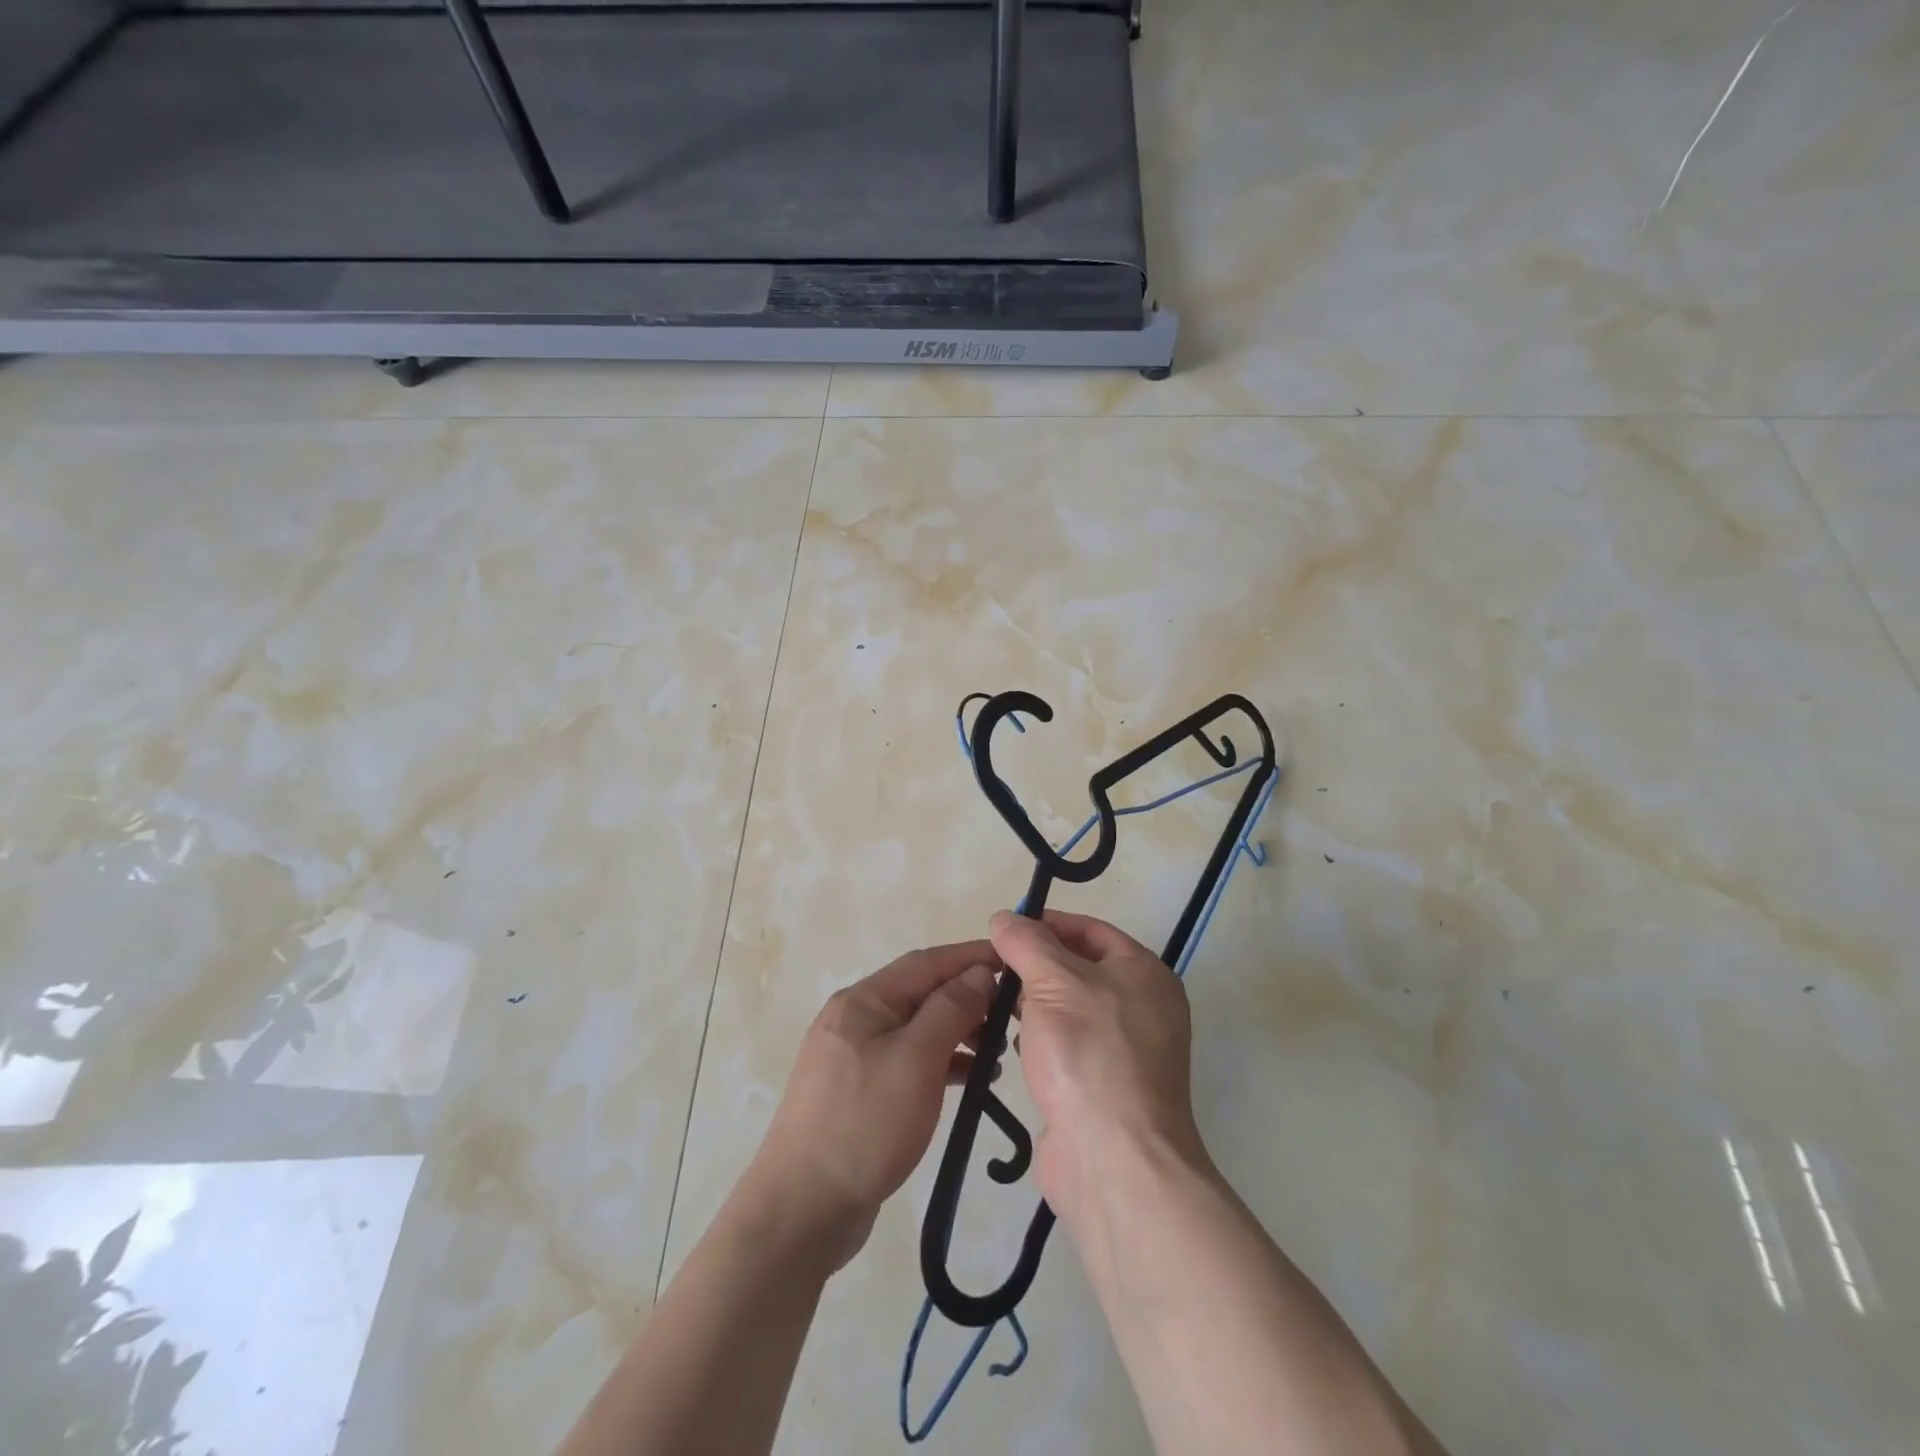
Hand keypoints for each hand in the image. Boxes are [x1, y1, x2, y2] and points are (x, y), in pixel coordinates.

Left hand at [752, 942, 999, 1269]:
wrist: (803, 1210)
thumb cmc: (865, 1122)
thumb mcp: (916, 1059)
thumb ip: (950, 1009)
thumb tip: (977, 973)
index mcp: (864, 1000)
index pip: (926, 962)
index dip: (970, 956)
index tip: (1012, 959)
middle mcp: (856, 1019)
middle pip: (921, 993)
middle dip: (967, 997)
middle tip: (1012, 1014)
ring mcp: (854, 1057)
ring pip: (917, 1029)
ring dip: (957, 1032)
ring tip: (997, 1052)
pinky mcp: (859, 1092)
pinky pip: (908, 1061)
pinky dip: (940, 1063)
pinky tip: (968, 1078)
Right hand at [989, 909, 1208, 1225]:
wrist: (1114, 1161)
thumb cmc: (1087, 1053)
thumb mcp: (1052, 982)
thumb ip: (1026, 943)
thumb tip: (1005, 918)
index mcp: (1143, 973)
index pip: (1091, 930)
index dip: (1048, 923)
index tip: (1005, 929)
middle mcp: (1143, 1007)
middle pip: (1080, 969)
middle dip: (1035, 966)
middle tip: (992, 968)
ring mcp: (1126, 1052)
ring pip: (1070, 1010)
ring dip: (1033, 1005)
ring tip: (992, 1004)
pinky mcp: (1104, 1088)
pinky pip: (1068, 1048)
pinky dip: (1040, 1041)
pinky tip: (1012, 1047)